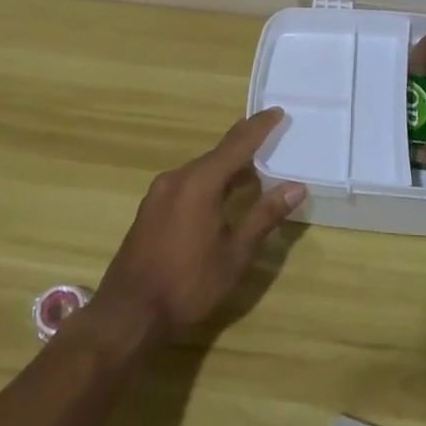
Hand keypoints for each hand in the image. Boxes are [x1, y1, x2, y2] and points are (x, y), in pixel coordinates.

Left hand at [92, 108, 306, 342]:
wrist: (129, 314)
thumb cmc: (188, 284)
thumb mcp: (235, 254)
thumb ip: (264, 216)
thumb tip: (296, 187)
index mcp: (200, 182)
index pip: (236, 144)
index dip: (259, 127)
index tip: (278, 112)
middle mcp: (177, 178)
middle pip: (218, 155)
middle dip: (245, 150)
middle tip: (271, 145)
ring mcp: (159, 193)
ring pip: (201, 171)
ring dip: (227, 170)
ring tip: (253, 175)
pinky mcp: (151, 209)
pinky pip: (186, 184)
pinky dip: (209, 184)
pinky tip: (221, 200)